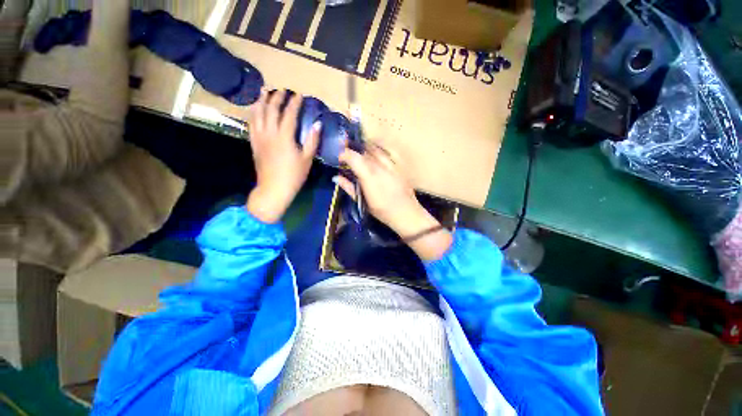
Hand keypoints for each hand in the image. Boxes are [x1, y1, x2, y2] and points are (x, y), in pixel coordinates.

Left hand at [246, 89, 320, 222]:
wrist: (273, 189)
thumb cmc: (294, 175)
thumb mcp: (307, 159)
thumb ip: (312, 141)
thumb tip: (317, 124)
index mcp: (285, 137)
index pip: (289, 114)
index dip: (294, 103)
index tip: (299, 94)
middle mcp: (270, 133)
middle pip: (271, 110)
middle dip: (277, 98)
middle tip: (283, 90)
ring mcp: (259, 137)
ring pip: (258, 114)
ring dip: (261, 101)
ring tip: (264, 91)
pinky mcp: (254, 143)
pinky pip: (251, 124)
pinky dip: (253, 113)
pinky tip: (255, 109)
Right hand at [335, 144, 451, 260]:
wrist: (407, 213)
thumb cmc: (383, 212)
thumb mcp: (363, 203)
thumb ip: (349, 188)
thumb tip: (336, 178)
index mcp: (370, 177)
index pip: (354, 158)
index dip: (344, 154)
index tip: (339, 158)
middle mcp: (381, 168)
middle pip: (364, 152)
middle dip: (354, 150)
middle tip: (347, 153)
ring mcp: (391, 166)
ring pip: (376, 150)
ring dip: (365, 149)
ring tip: (359, 152)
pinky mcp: (399, 167)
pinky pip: (386, 154)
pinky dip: (377, 151)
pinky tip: (374, 155)